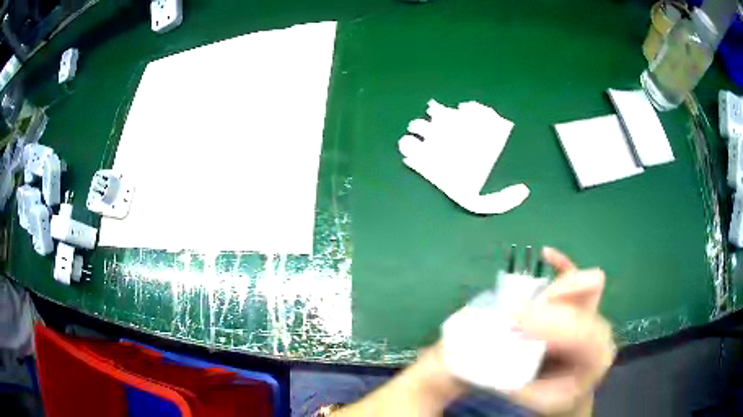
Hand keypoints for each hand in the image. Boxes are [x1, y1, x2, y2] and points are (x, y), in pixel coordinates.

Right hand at [507, 247, 615, 415]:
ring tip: (527, 305)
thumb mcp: (534, 397)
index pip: (583, 330)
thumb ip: (518, 378)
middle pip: (583, 303)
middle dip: (547, 307)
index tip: (518, 323)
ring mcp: (594, 312)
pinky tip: (547, 254)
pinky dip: (562, 264)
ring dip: (553, 289)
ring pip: (581, 283)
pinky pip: (576, 274)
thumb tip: (496, 349)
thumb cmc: (552, 395)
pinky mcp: (583, 301)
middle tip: (515, 318)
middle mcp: (601, 328)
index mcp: (597, 355)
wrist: (568, 390)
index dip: (551, 323)